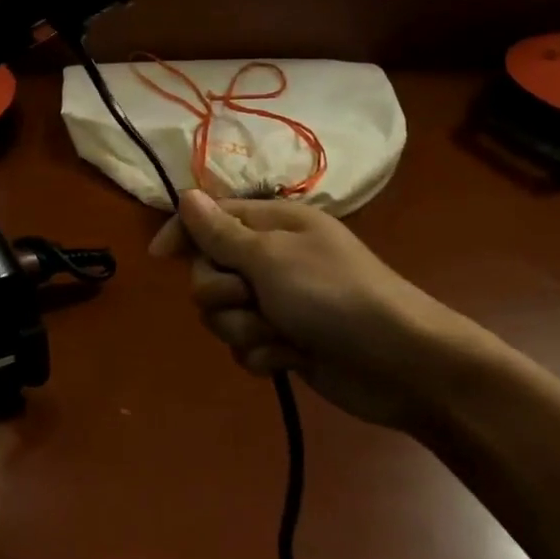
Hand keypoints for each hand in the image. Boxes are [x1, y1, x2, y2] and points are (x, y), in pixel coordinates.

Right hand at [151, 190, 478, 432]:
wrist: (399, 363)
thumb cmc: (334, 295)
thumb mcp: (272, 257)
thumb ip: (222, 232)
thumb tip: (187, 195)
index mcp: (272, 224)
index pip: (210, 217)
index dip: (183, 233)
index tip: (160, 257)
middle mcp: (271, 258)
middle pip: (209, 271)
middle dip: (223, 292)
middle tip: (252, 298)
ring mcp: (278, 302)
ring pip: (224, 314)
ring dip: (246, 328)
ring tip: (281, 334)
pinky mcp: (285, 341)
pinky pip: (246, 346)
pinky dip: (265, 353)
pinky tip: (292, 357)